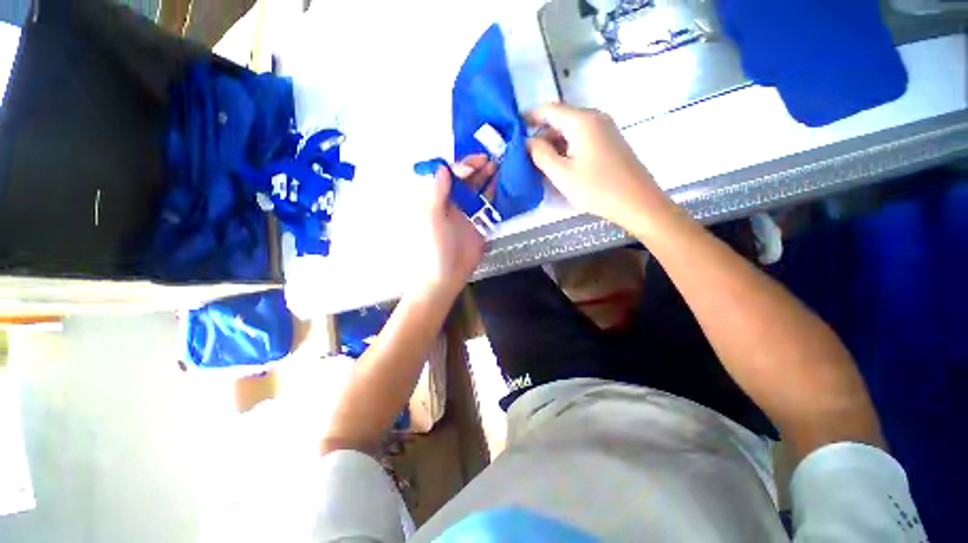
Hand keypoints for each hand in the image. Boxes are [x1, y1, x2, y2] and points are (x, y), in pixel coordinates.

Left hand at [408, 155, 492, 298]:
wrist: (445, 275)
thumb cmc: (433, 247)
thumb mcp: (430, 218)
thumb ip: (436, 193)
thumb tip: (443, 168)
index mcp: (436, 199)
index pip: (448, 175)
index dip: (459, 167)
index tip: (471, 167)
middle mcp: (451, 203)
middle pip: (463, 180)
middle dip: (475, 168)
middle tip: (490, 160)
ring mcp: (465, 213)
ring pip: (476, 190)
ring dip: (485, 178)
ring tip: (497, 167)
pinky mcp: (478, 225)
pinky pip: (485, 206)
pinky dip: (492, 195)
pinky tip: (500, 186)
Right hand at [526, 103, 671, 230]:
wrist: (638, 203)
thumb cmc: (597, 189)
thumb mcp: (562, 174)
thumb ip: (540, 154)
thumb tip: (527, 141)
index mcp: (582, 121)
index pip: (549, 109)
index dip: (529, 117)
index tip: (513, 128)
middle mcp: (595, 118)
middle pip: (560, 120)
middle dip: (541, 135)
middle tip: (525, 155)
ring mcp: (605, 129)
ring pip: (571, 131)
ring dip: (553, 144)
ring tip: (539, 165)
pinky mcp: (610, 143)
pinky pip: (582, 139)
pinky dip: (567, 149)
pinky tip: (560, 167)